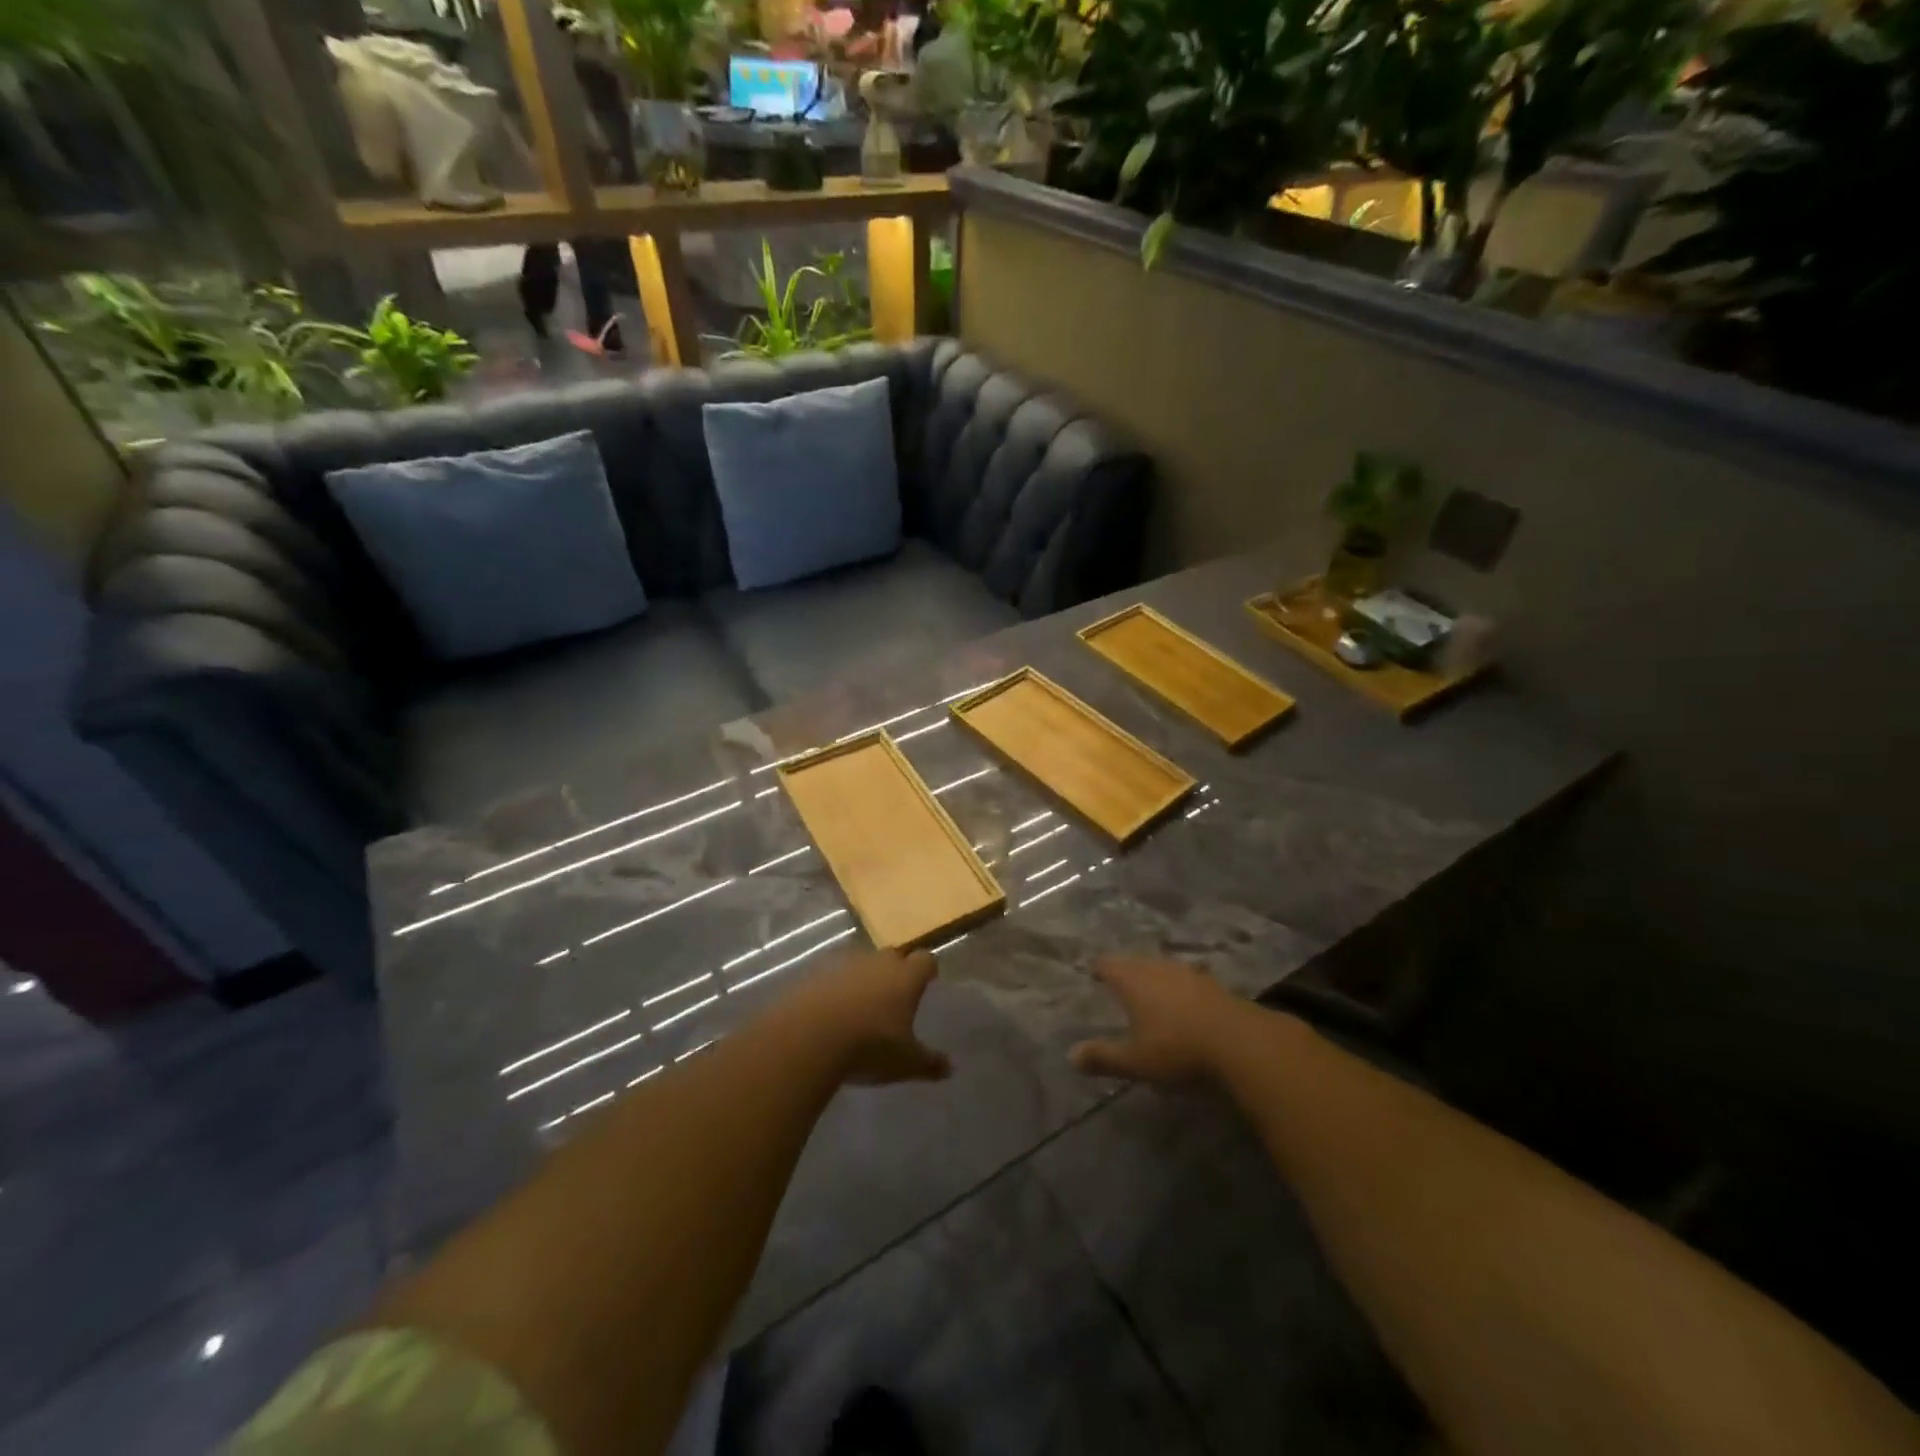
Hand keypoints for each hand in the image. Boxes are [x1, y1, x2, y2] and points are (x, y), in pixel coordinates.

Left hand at [783, 948, 950, 1084]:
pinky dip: (835, 989)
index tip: (928, 980)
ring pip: (860, 964)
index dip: (927, 969)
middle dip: (895, 971)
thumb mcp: (905, 1062)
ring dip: (863, 979)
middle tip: (895, 995)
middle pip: (892, 956)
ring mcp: (844, 964)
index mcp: (905, 977)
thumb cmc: (869, 1046)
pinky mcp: (814, 973)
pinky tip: (831, 1012)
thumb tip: (950, 1068)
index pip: (925, 959)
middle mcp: (877, 962)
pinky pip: (832, 976)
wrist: (808, 1036)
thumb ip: (929, 1063)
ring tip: (860, 1006)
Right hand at [1070, 956, 1237, 1084]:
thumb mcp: (1136, 1061)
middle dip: (1126, 970)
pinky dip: (1179, 987)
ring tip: (1149, 987)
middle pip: (1135, 962)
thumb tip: (1070, 1056)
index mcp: (1133, 980)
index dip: (1100, 968)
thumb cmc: (1177, 1049)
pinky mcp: (1212, 984)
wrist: (1239, 1042)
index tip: (1094, 972)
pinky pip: (1186, 979)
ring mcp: (1187, 973)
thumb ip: (1104, 1057)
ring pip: (1162, 967)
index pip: (1108, 965)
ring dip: (1154, 976)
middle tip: (1118, 980)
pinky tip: (1184, 998)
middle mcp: (1157, 968)